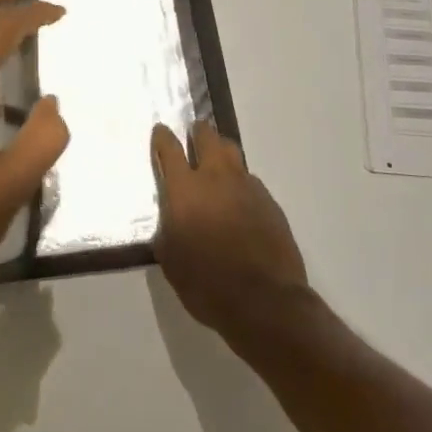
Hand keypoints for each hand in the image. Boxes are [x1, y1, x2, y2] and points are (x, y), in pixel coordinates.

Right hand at [151, 121, 310, 338]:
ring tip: (217, 162)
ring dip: (221, 151)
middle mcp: (216, 178)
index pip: (170, 149)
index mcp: (185, 189)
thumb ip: (168, 231)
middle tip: (194, 134)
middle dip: (198, 132)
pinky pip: (250, 181)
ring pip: (233, 153)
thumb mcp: (171, 260)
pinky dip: (240, 183)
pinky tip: (239, 201)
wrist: (264, 301)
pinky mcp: (270, 202)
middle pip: (208, 137)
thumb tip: (172, 221)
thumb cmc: (206, 283)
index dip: (162, 137)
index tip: (160, 131)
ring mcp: (247, 187)